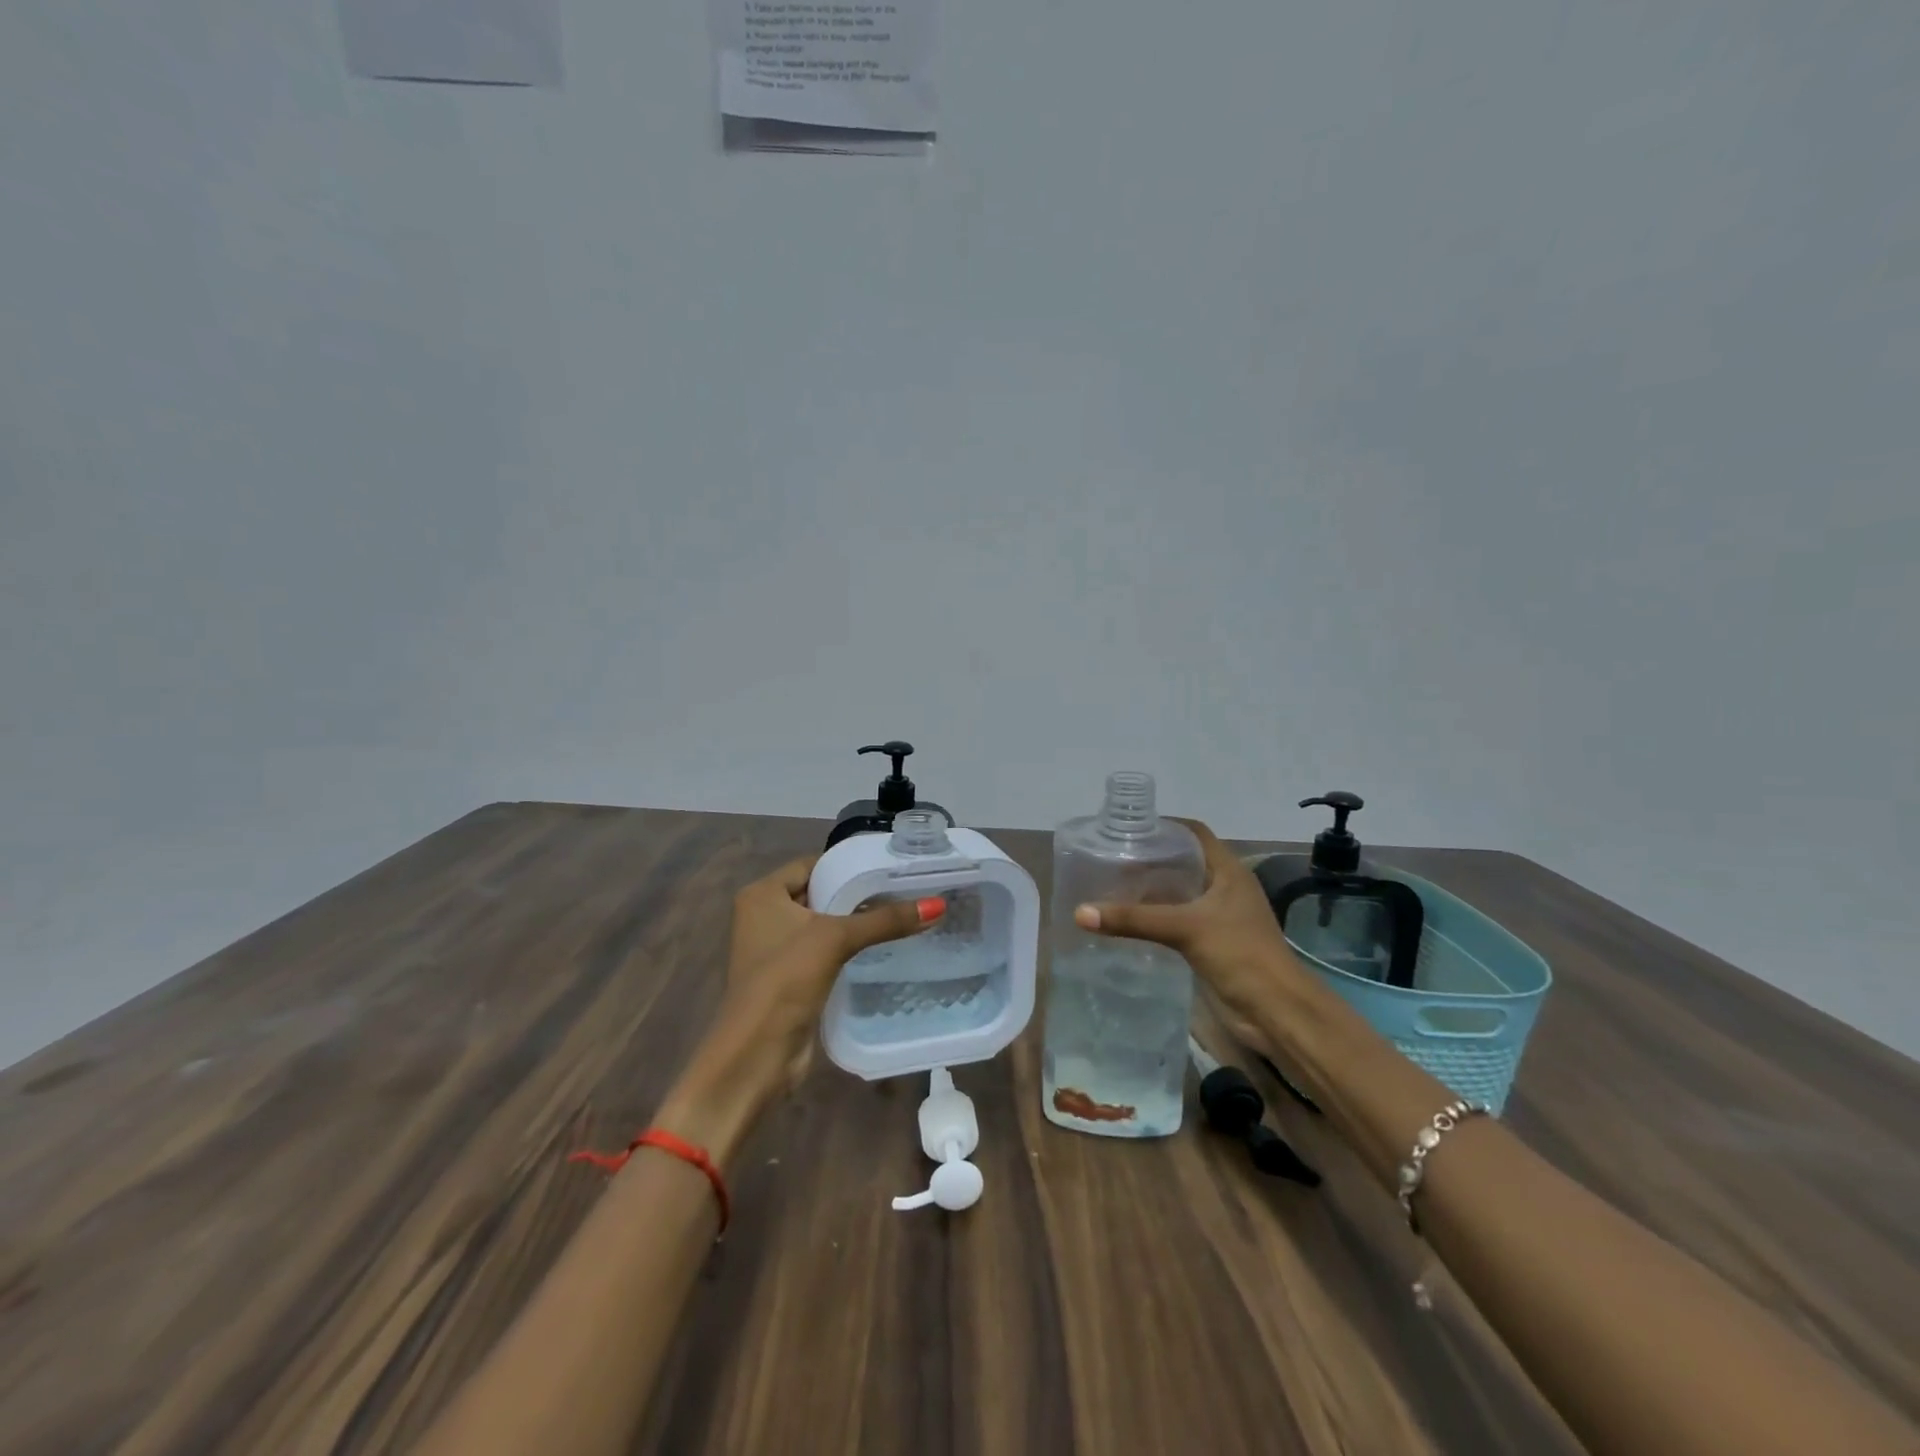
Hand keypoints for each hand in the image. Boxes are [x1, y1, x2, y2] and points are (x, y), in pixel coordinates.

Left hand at [713, 854, 941, 1092]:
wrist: (756, 1054)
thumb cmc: (785, 980)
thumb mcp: (836, 939)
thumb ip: (885, 920)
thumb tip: (938, 905)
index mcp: (762, 894)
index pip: (812, 865)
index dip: (848, 865)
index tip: (890, 865)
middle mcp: (764, 915)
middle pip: (820, 893)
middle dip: (857, 895)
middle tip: (904, 889)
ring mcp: (776, 949)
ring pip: (824, 924)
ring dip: (855, 923)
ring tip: (902, 914)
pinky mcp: (790, 978)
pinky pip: (825, 951)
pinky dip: (849, 949)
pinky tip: (884, 948)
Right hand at [1073, 818, 1308, 1050]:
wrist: (1276, 1011)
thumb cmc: (1240, 954)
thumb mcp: (1184, 929)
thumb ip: (1133, 920)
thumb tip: (1080, 912)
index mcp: (1228, 871)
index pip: (1194, 833)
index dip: (1165, 825)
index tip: (1128, 827)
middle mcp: (1224, 887)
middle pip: (1183, 861)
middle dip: (1149, 858)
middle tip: (1110, 857)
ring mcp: (1218, 916)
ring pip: (1179, 892)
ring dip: (1150, 889)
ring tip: (1111, 885)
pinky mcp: (1211, 942)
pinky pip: (1177, 919)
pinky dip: (1154, 916)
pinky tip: (1128, 921)